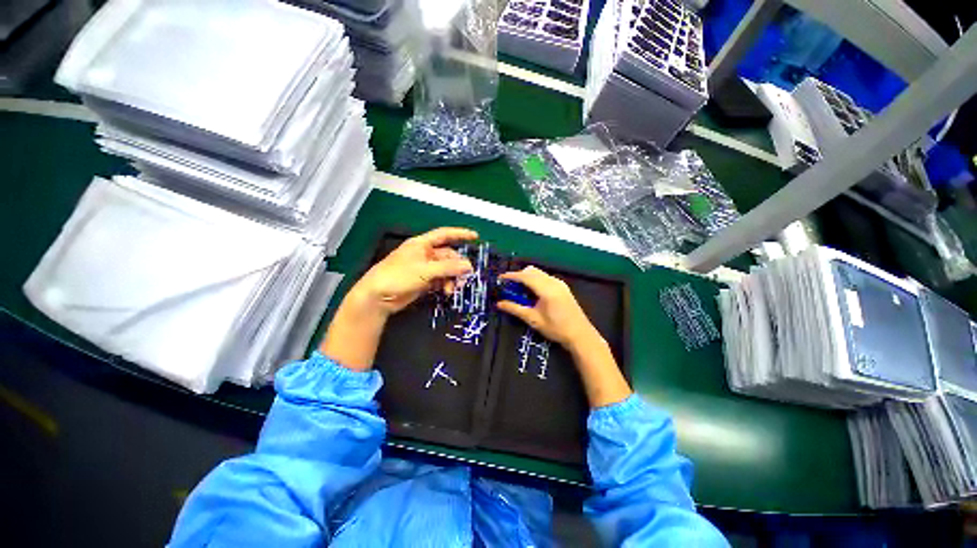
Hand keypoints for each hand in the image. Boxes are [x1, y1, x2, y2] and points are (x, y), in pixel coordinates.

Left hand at [320, 227, 477, 370]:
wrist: (377, 297)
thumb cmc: (398, 276)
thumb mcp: (425, 270)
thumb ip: (448, 268)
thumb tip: (469, 266)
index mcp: (422, 244)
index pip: (444, 234)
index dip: (460, 234)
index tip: (475, 236)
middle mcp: (425, 254)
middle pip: (448, 256)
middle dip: (457, 266)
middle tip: (465, 277)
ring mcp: (424, 268)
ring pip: (446, 269)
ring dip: (452, 278)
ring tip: (453, 289)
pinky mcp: (424, 281)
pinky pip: (441, 280)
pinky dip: (445, 284)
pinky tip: (447, 292)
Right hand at [497, 265, 630, 407]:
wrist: (580, 334)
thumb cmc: (556, 328)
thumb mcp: (533, 319)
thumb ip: (515, 309)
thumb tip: (499, 303)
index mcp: (546, 289)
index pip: (525, 276)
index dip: (511, 276)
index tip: (500, 278)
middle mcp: (553, 282)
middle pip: (532, 271)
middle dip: (519, 276)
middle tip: (509, 287)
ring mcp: (559, 283)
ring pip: (539, 273)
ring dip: (527, 277)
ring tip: (520, 291)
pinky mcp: (562, 286)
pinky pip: (545, 277)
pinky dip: (536, 280)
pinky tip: (533, 293)